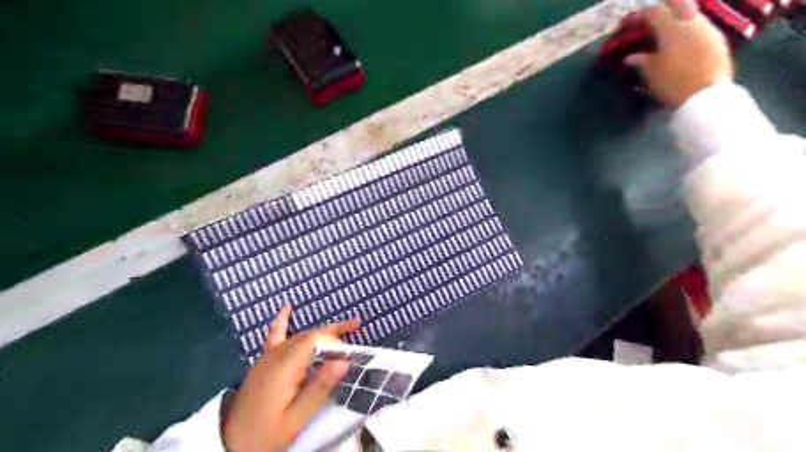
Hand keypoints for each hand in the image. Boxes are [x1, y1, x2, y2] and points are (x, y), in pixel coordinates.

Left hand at [219, 308, 357, 451]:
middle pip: (310, 334)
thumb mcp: (297, 417)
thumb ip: (320, 387)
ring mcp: (268, 356)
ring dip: (320, 332)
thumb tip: (345, 361)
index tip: (352, 350)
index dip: (336, 339)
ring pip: (299, 335)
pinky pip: (275, 335)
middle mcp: (277, 354)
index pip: (316, 339)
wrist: (229, 445)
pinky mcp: (263, 362)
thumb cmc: (266, 434)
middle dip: (333, 331)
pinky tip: (288, 308)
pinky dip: (283, 321)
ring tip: (341, 329)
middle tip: (356, 326)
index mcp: (286, 365)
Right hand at [626, 0, 734, 106]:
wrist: (706, 96)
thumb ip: (641, 61)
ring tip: (665, 31)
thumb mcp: (651, 73)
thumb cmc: (673, 83)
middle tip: (651, 18)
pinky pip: (700, 26)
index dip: (640, 15)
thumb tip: (630, 57)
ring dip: (677, 17)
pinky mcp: (718, 40)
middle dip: (663, 7)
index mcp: (673, 29)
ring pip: (692, 12)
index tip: (629, 22)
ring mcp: (709, 29)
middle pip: (679, 2)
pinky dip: (688, 28)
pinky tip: (681, 42)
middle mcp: (693, 22)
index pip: (654, 12)